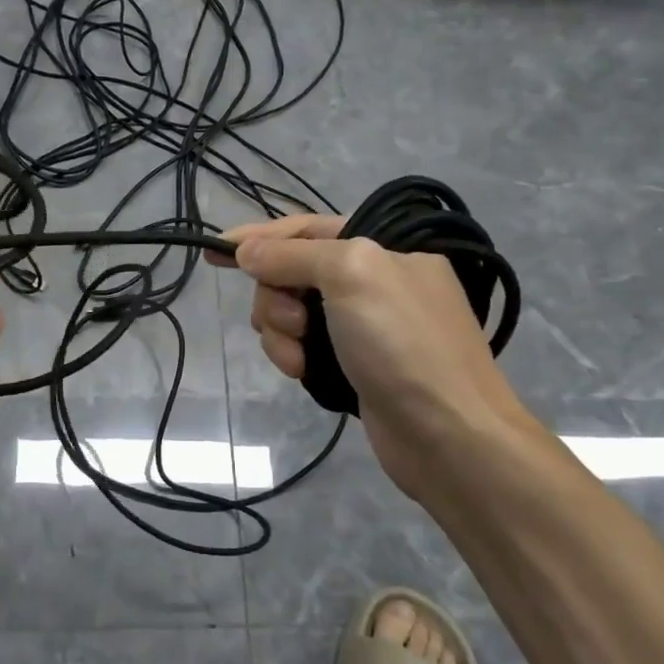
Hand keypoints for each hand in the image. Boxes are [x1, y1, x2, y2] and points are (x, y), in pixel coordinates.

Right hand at [207, 214, 523, 484]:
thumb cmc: (402, 343)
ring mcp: (363, 326)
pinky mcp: (353, 364)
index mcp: (383, 247)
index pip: (307, 228)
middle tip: (293, 324)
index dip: (260, 236)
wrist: (448, 435)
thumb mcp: (351, 275)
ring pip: (292, 312)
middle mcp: (373, 280)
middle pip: (292, 272)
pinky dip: (293, 355)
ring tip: (297, 359)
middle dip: (277, 296)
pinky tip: (301, 373)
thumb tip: (246, 251)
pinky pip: (303, 345)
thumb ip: (294, 255)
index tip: (215, 250)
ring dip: (281, 331)